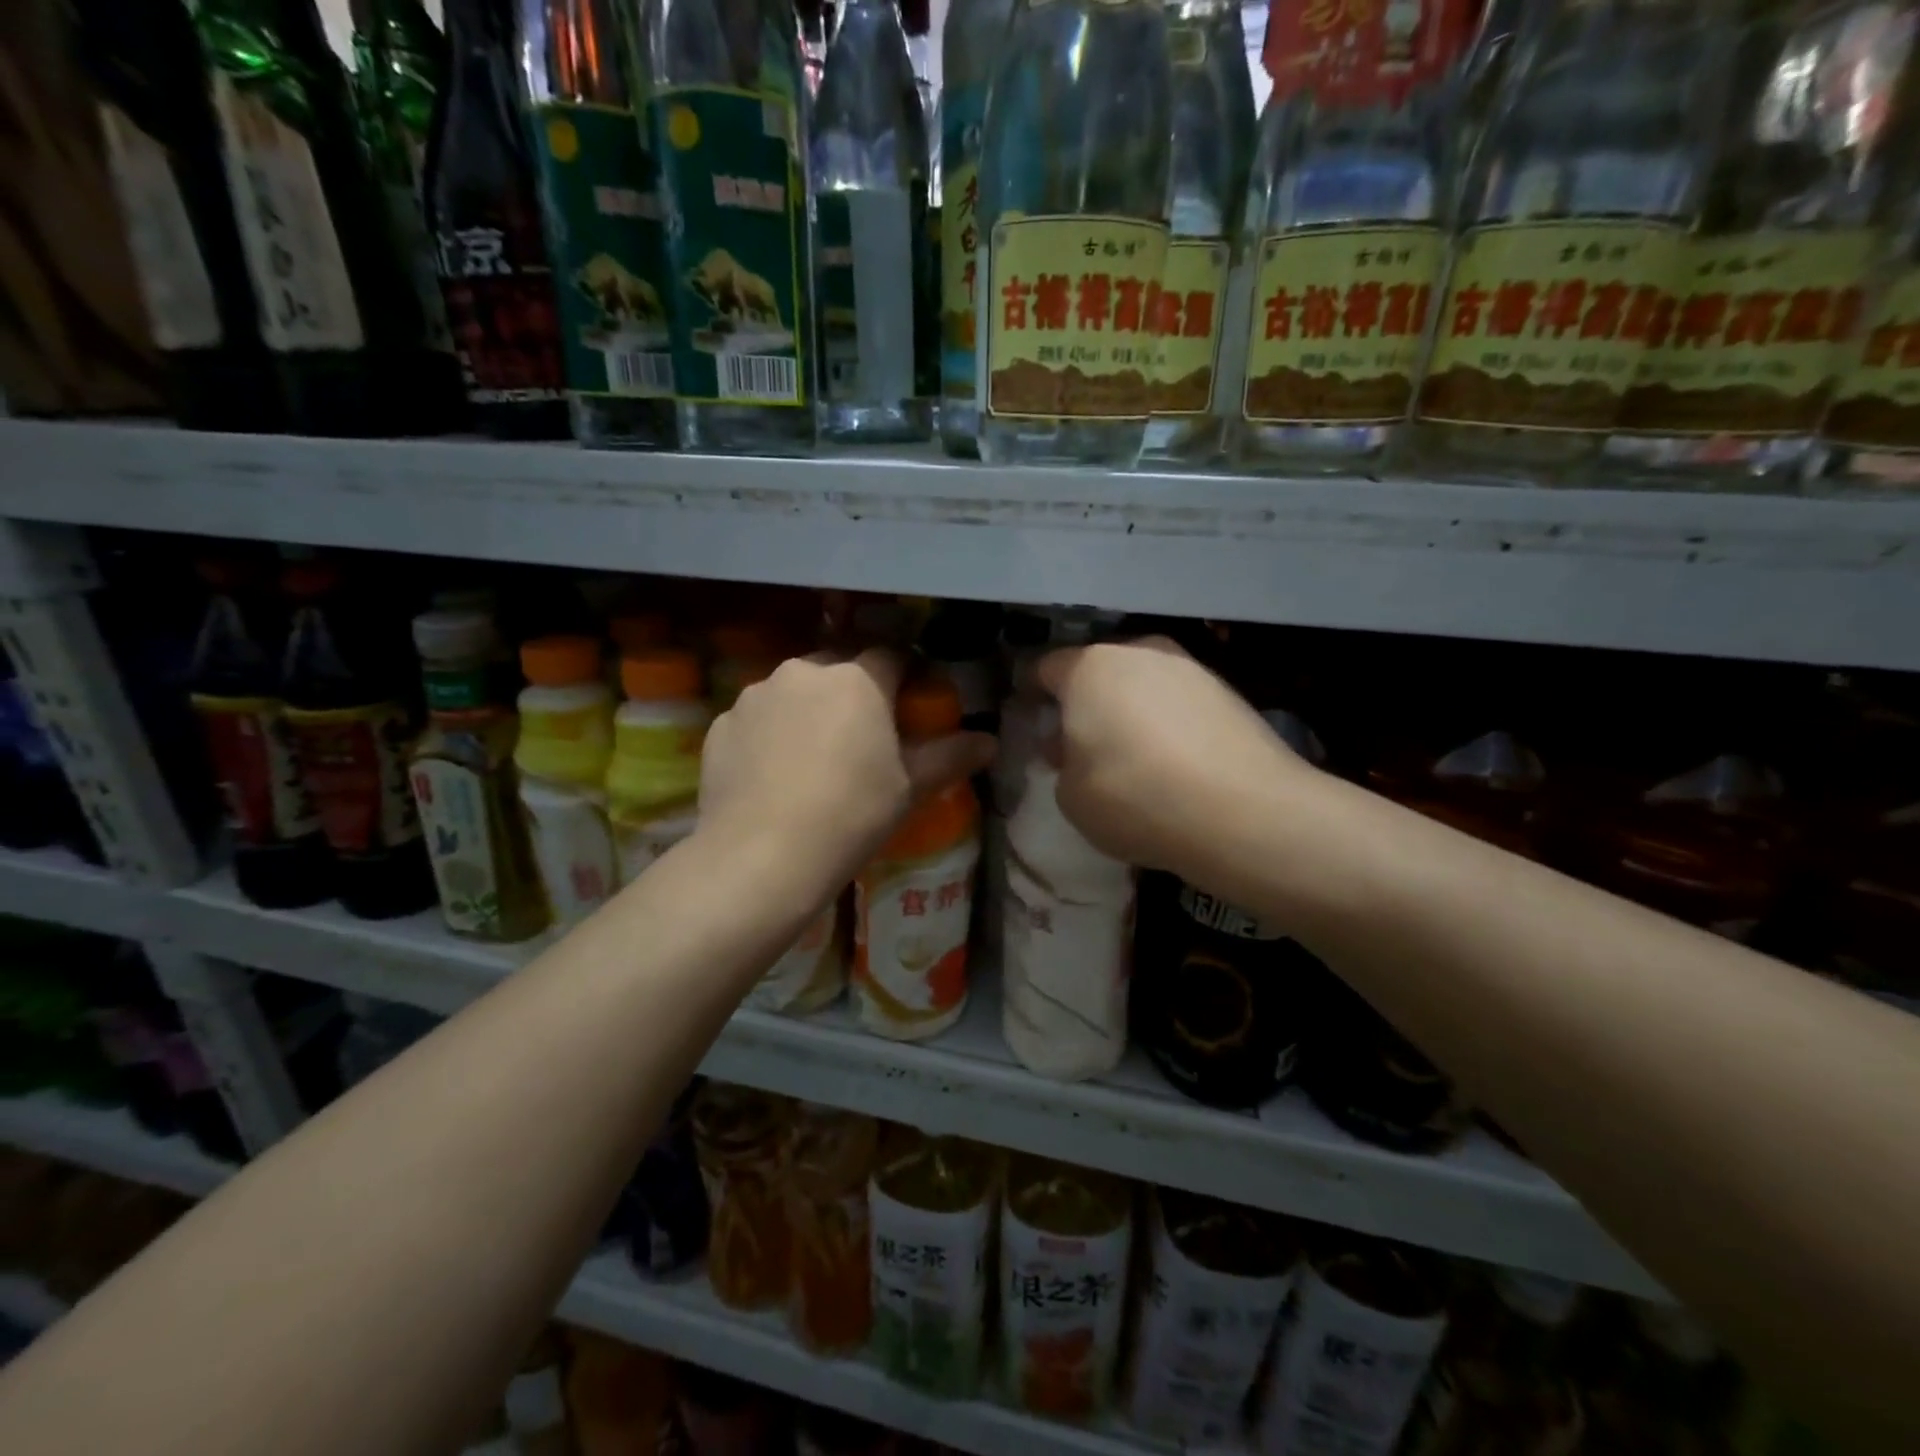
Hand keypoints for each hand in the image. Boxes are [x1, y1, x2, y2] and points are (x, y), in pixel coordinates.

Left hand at [699, 649, 995, 890]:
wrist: (761, 857)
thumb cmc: (851, 816)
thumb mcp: (909, 788)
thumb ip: (950, 756)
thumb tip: (990, 742)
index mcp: (857, 679)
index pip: (892, 655)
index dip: (905, 675)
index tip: (908, 704)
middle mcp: (804, 671)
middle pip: (839, 667)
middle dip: (853, 689)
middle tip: (861, 734)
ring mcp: (755, 695)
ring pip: (794, 690)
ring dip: (809, 709)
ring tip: (812, 758)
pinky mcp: (721, 724)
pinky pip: (758, 718)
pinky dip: (770, 734)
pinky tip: (774, 775)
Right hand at [1038, 637, 1306, 877]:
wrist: (1242, 811)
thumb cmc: (1134, 797)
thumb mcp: (1071, 796)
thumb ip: (1063, 763)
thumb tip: (1073, 746)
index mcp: (1089, 668)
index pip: (1046, 668)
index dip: (1034, 694)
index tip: (1034, 720)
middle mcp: (1140, 653)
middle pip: (1099, 671)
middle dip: (1087, 702)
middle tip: (1084, 744)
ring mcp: (1190, 668)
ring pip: (1143, 684)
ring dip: (1131, 711)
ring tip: (1135, 756)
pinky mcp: (1229, 692)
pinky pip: (1180, 703)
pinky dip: (1170, 724)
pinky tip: (1175, 763)